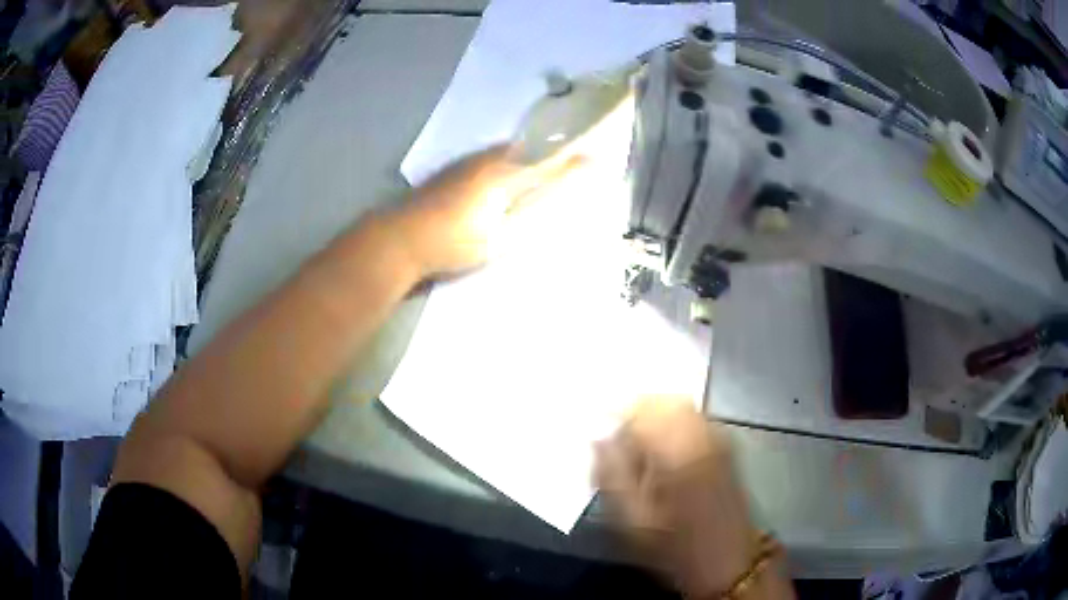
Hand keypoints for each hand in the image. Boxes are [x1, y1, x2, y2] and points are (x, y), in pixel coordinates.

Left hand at [387, 145, 581, 277]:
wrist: (400, 238)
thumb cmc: (452, 242)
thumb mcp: (498, 238)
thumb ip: (529, 219)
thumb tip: (556, 207)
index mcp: (502, 174)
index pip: (546, 164)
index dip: (571, 162)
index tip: (595, 157)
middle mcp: (487, 160)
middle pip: (526, 149)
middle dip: (548, 151)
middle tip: (568, 158)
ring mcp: (466, 162)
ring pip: (505, 151)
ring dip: (526, 154)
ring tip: (541, 162)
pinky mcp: (452, 170)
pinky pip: (488, 156)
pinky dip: (504, 160)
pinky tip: (503, 173)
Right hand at [595, 397, 762, 597]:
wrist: (726, 560)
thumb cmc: (673, 546)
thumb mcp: (631, 520)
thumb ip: (611, 474)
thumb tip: (597, 437)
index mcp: (676, 450)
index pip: (641, 408)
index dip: (614, 411)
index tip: (597, 426)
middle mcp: (701, 434)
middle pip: (664, 400)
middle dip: (635, 410)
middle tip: (615, 436)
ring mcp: (718, 437)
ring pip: (680, 405)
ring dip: (654, 415)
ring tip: (636, 444)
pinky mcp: (726, 446)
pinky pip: (694, 418)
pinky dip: (673, 422)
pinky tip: (662, 450)